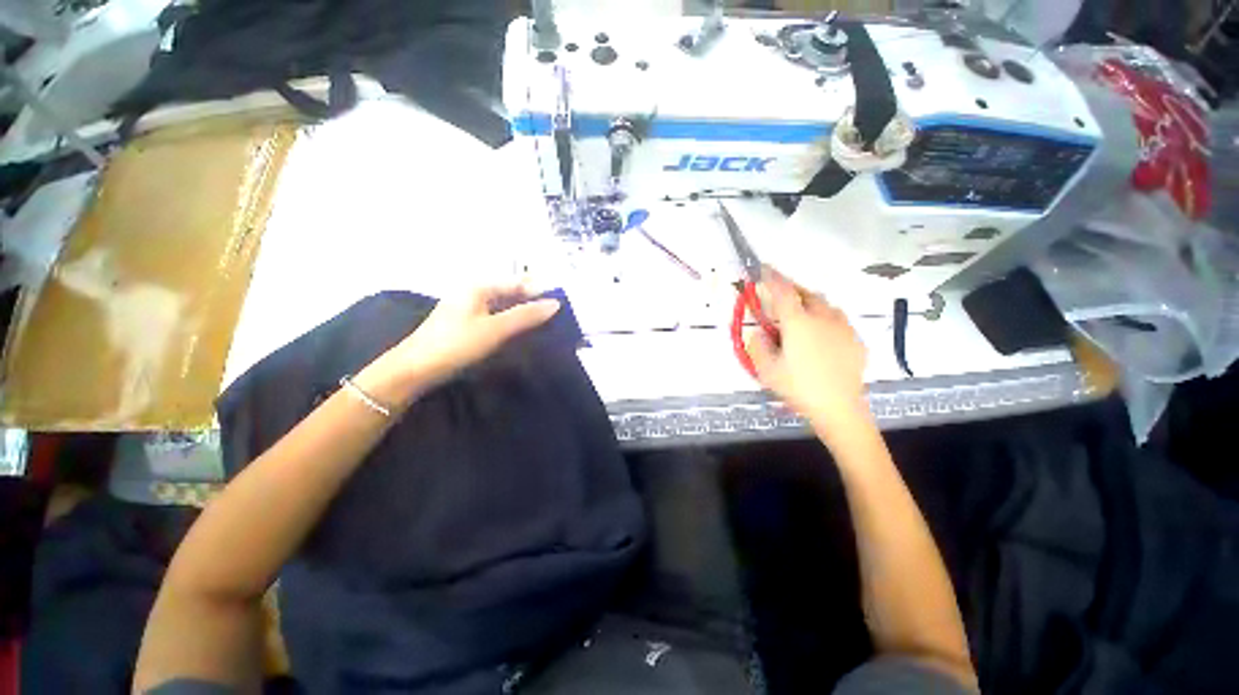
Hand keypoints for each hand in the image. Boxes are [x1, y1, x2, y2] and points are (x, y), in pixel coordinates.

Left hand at [356, 284, 559, 405]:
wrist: (414, 370)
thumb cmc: (455, 344)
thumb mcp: (495, 329)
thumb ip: (526, 316)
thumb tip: (555, 304)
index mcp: (479, 287)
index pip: (518, 283)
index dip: (539, 293)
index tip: (561, 306)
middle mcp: (473, 293)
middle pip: (511, 294)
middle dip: (532, 304)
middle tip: (556, 319)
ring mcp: (468, 309)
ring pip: (504, 307)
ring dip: (523, 316)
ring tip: (544, 328)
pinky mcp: (465, 325)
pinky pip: (495, 319)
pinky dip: (510, 324)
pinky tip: (520, 335)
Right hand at [746, 270, 869, 438]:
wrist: (839, 409)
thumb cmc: (798, 388)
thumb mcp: (766, 370)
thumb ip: (758, 346)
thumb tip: (759, 332)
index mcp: (798, 323)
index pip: (782, 292)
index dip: (772, 277)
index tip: (763, 267)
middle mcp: (823, 318)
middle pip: (806, 293)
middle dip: (791, 289)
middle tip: (779, 295)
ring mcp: (843, 328)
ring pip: (825, 304)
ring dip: (809, 302)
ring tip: (800, 314)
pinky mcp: (856, 340)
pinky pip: (838, 319)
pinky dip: (825, 318)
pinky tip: (821, 334)